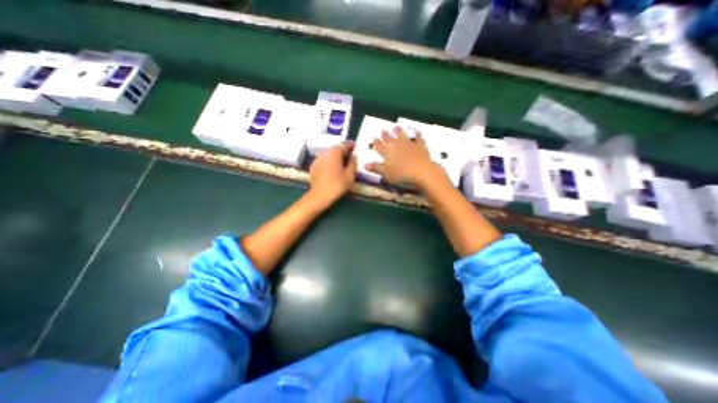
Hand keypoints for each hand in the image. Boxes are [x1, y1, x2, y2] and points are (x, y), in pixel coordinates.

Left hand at [308, 141, 356, 209]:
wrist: (320, 195)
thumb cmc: (337, 185)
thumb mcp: (350, 175)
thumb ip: (353, 163)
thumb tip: (353, 156)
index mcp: (335, 153)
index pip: (344, 144)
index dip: (350, 145)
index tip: (355, 147)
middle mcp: (325, 153)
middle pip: (335, 148)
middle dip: (342, 150)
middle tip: (349, 156)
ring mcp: (318, 159)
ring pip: (329, 154)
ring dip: (335, 156)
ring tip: (341, 162)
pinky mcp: (313, 166)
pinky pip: (323, 160)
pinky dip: (329, 161)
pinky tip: (332, 168)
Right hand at [367, 126, 446, 188]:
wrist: (421, 171)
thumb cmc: (400, 174)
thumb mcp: (385, 173)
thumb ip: (376, 168)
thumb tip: (365, 165)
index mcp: (387, 152)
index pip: (379, 146)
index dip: (376, 142)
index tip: (374, 138)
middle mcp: (396, 145)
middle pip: (389, 138)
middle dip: (385, 135)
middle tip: (382, 130)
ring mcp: (409, 144)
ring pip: (402, 135)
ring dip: (399, 131)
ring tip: (396, 127)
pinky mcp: (420, 146)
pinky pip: (418, 138)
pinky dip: (417, 135)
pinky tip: (417, 132)